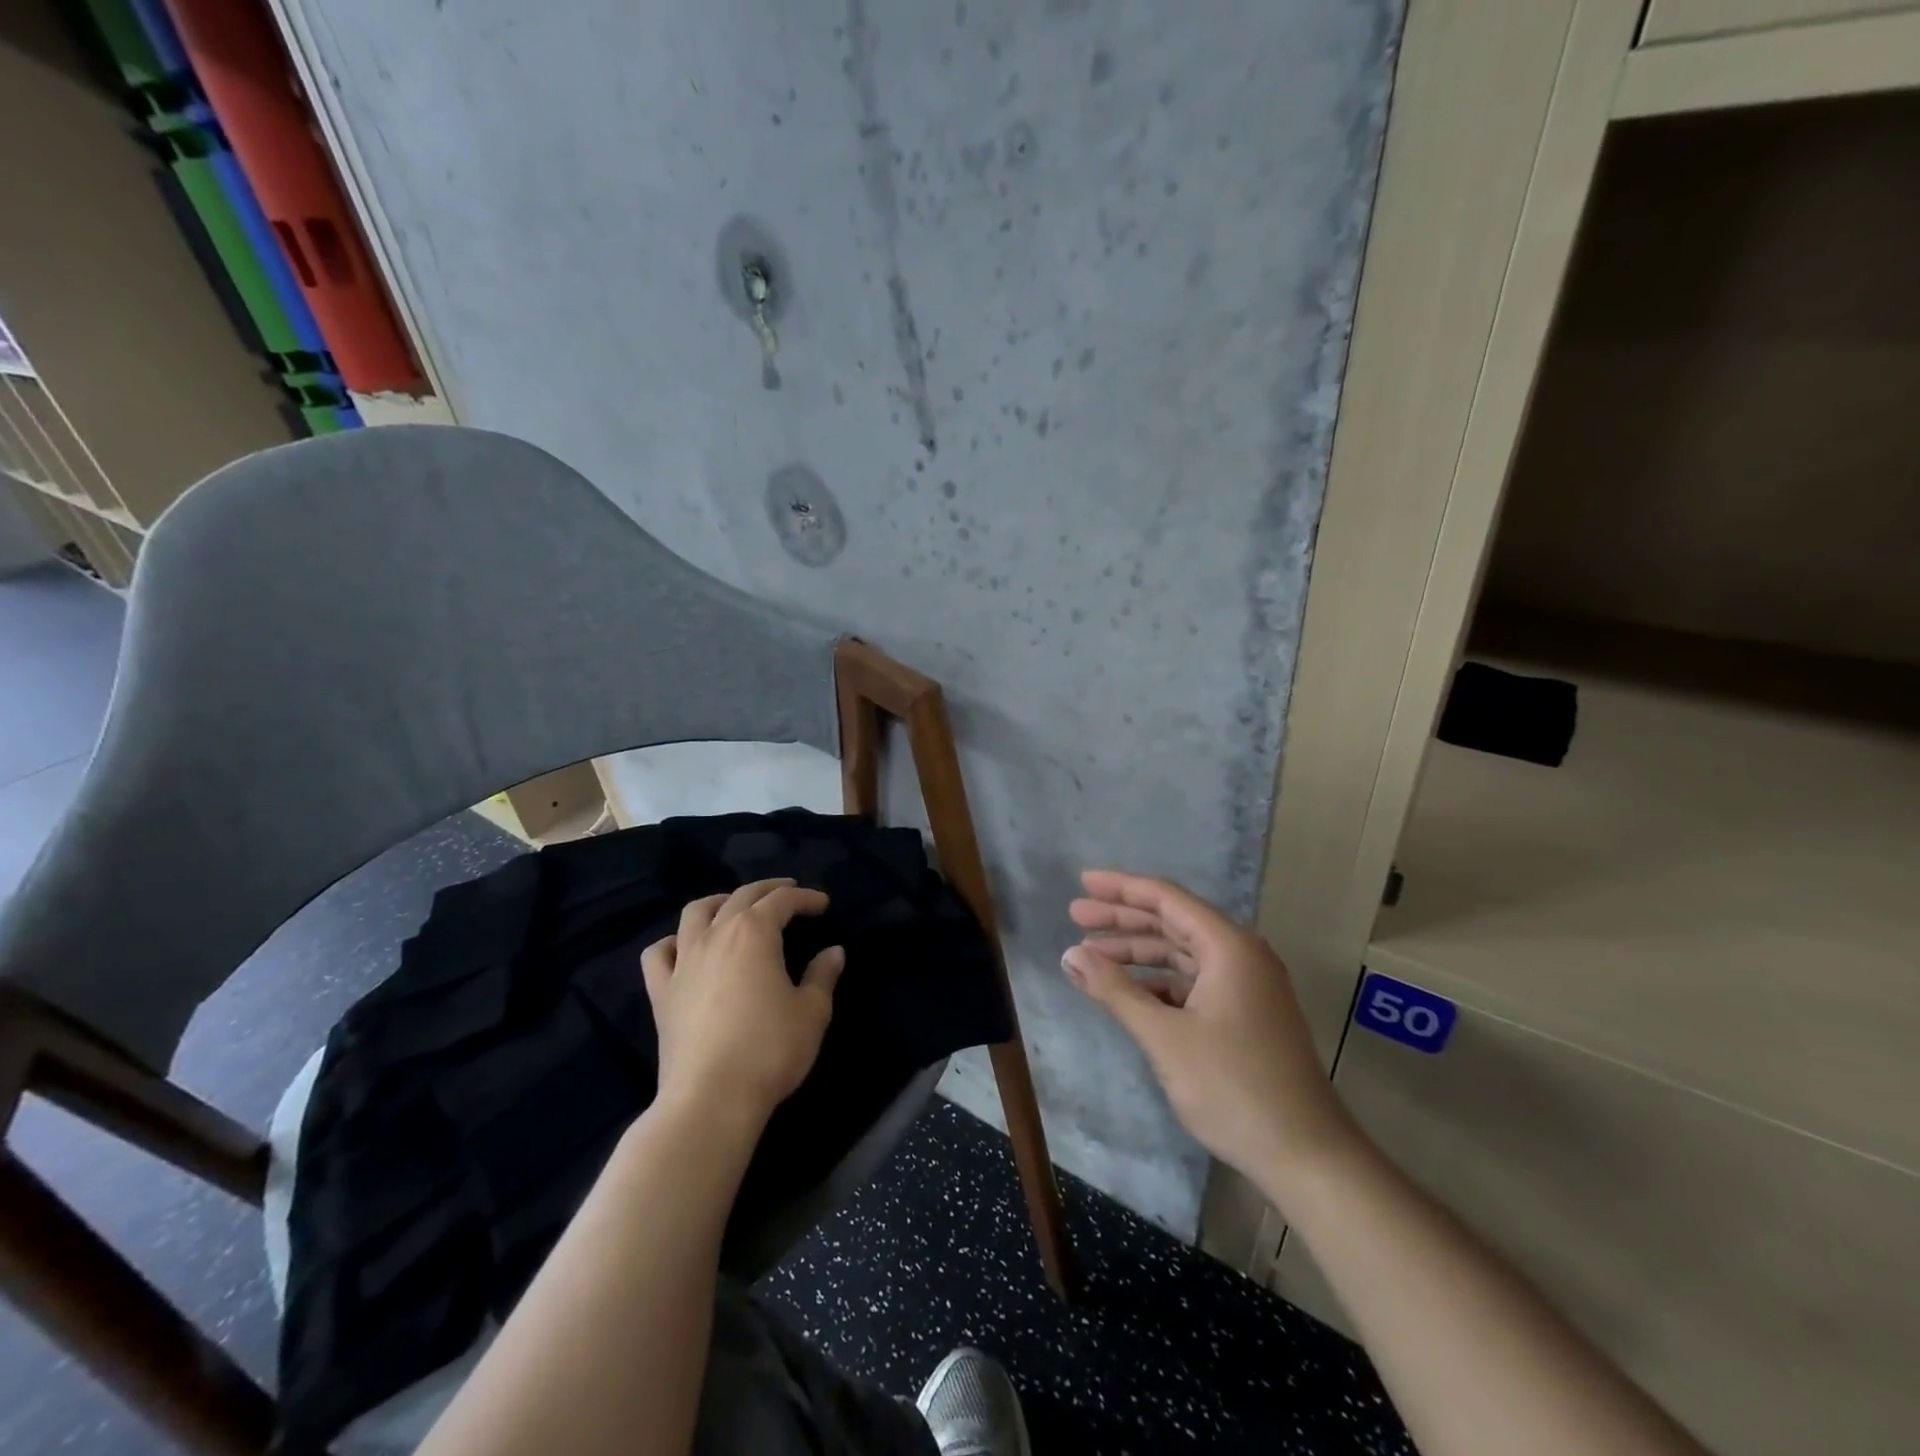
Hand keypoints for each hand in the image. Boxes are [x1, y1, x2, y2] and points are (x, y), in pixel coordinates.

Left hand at [641, 879, 843, 1125]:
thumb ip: (823, 976)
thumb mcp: (811, 1012)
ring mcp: (683, 962)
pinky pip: (660, 953)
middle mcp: (716, 936)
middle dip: (768, 890)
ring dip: (719, 903)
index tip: (823, 904)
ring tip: (734, 908)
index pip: (782, 901)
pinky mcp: (661, 993)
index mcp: (754, 933)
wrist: (711, 1098)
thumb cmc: (769, 1050)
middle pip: (741, 897)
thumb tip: (833, 952)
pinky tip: (686, 948)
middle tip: (789, 893)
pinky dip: (674, 942)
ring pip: (695, 913)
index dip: (805, 898)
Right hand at [1063, 870, 1359, 1204]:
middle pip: (1172, 921)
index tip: (1083, 882)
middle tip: (1076, 916)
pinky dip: (1158, 982)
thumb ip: (1115, 991)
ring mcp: (1246, 986)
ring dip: (1137, 952)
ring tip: (1091, 956)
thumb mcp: (1164, 1037)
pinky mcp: (1245, 1014)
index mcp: (1228, 947)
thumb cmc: (1233, 1087)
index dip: (1121, 888)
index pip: (1166, 899)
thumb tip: (1070, 955)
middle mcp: (1240, 955)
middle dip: (1123, 918)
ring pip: (1181, 953)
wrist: (1307, 1156)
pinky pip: (1193, 982)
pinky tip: (1128, 994)